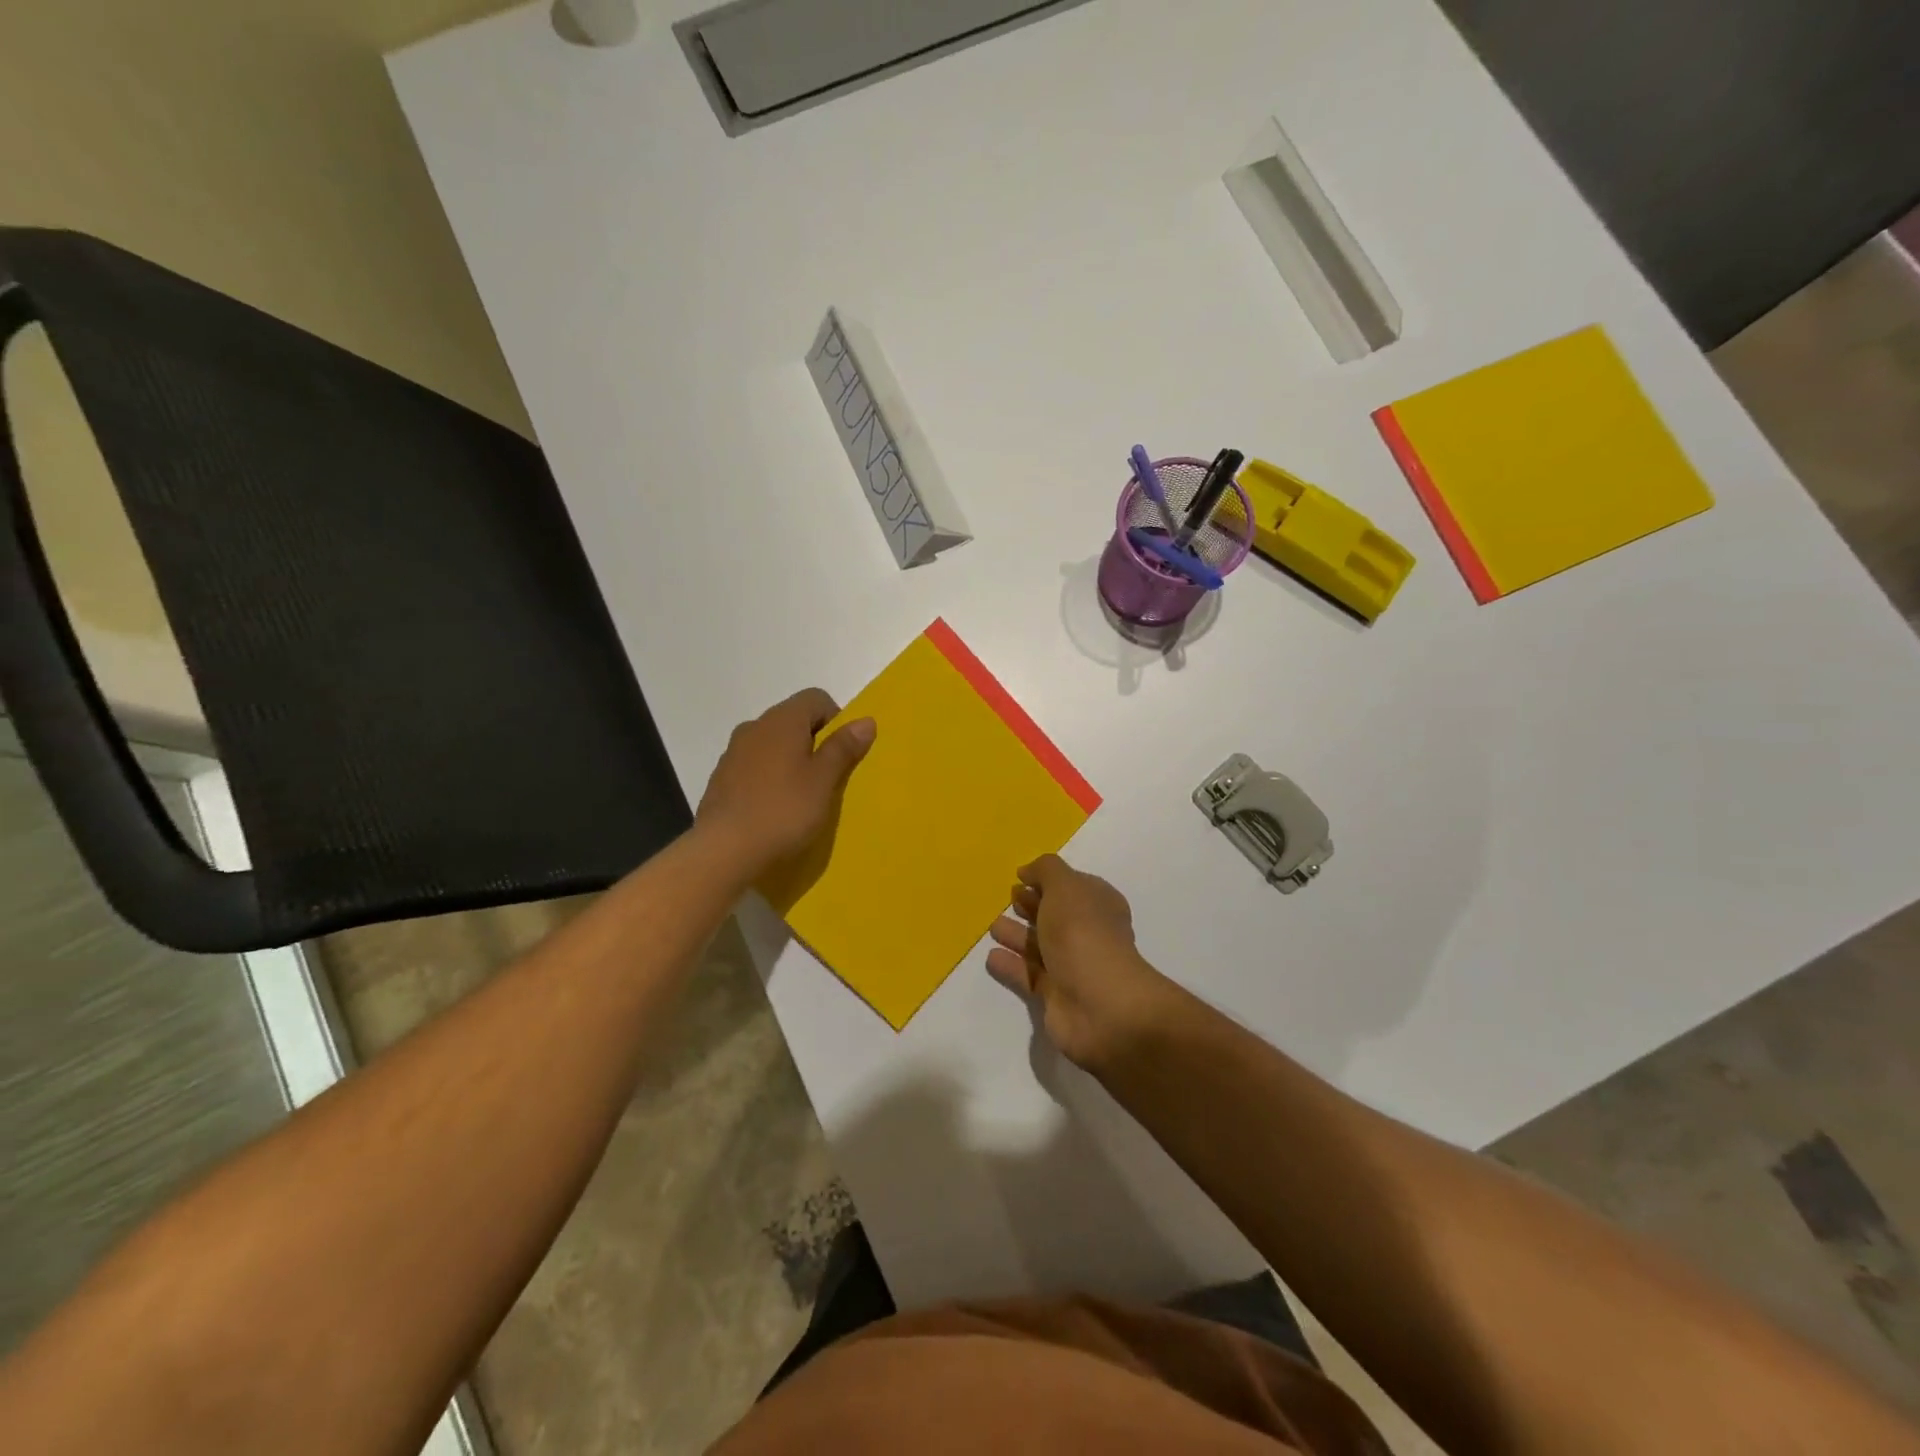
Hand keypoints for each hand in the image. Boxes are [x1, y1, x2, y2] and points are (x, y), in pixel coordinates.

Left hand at [696, 689, 875, 881]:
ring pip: (772, 744)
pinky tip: (774, 807)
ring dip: (790, 760)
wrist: (724, 850)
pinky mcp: (721, 778)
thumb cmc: (783, 810)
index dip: (836, 720)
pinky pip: (754, 765)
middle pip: (793, 720)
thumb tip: (865, 720)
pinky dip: (769, 777)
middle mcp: (755, 726)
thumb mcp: (824, 781)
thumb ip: (843, 748)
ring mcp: (734, 752)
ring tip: (801, 796)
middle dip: (814, 741)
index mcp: (782, 720)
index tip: (843, 753)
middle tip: (827, 778)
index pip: (816, 698)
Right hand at [987, 854, 1175, 1071]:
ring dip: (1018, 935)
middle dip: (1032, 905)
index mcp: (1098, 905)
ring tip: (993, 926)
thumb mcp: (1065, 887)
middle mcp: (1088, 933)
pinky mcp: (1056, 996)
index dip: (1049, 880)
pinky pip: (1029, 975)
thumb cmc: (1083, 935)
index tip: (1021, 876)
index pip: (1073, 886)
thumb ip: (1045, 871)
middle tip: (1008, 898)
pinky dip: (1011, 965)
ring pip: (1040, 945)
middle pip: (1055, 915)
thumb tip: (1027, 872)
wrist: (1100, 1006)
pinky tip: (991, 957)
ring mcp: (1073, 966)